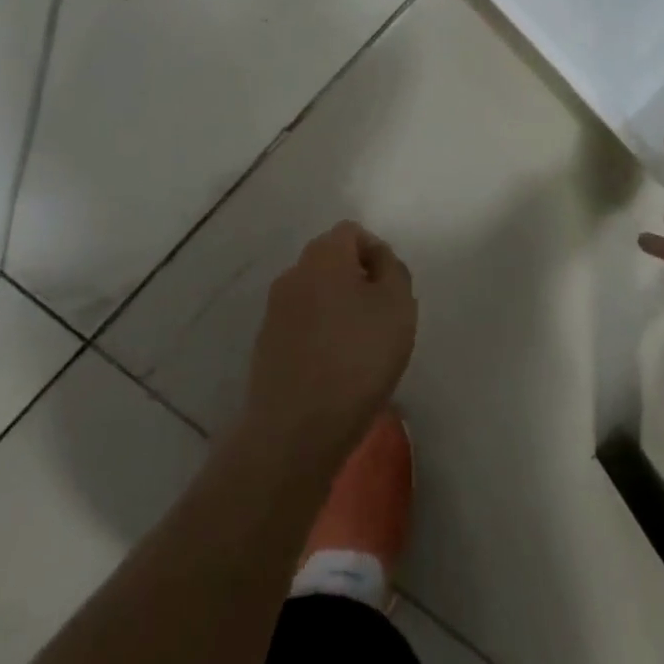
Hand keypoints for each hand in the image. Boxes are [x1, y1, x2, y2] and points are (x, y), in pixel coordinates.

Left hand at [241, 221, 417, 470]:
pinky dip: (318, 337)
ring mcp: (273, 311)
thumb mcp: (398, 305)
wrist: (295, 431)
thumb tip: (378, 260)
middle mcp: (293, 273)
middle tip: (379, 317)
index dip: (376, 253)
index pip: (352, 232)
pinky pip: (300, 326)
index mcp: (324, 255)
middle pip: (331, 262)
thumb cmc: (357, 357)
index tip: (390, 290)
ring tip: (358, 348)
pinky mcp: (264, 347)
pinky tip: (333, 370)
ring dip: (336, 309)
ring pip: (314, 295)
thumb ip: (393, 270)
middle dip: (356, 280)